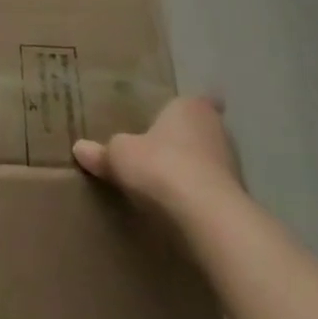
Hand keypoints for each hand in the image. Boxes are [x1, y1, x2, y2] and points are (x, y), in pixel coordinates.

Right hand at [73, 96, 243, 214]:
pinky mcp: (238, 199)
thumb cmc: (161, 167)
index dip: (180, 110)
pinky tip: (181, 207)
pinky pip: (213, 191)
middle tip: (159, 149)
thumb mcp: (118, 156)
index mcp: (190, 108)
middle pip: (201, 131)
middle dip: (184, 140)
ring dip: (194, 170)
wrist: (207, 217)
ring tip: (167, 181)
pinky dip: (200, 196)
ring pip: (209, 162)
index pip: (190, 100)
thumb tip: (79, 148)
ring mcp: (233, 166)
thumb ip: (101, 152)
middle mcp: (217, 130)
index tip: (168, 119)